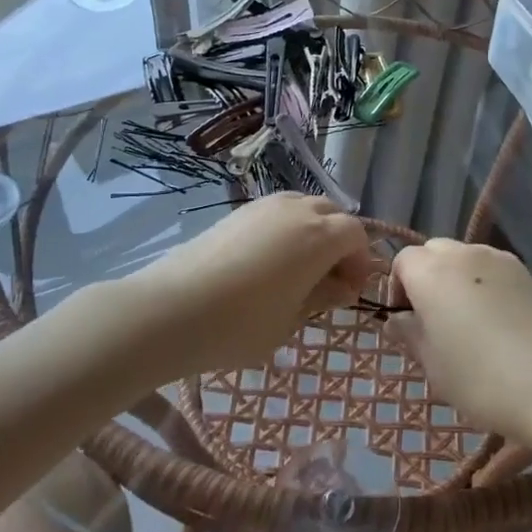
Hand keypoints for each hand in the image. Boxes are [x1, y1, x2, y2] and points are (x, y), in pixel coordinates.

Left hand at [112, 194, 372, 384]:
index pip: (356, 234)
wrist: (171, 309)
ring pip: (303, 207)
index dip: (360, 262)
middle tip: (328, 279)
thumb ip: (323, 297)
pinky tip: (268, 262)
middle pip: (332, 213)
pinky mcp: (237, 213)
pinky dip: (286, 230)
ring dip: (312, 232)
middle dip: (339, 242)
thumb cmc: (240, 324)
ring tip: (298, 269)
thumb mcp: (291, 319)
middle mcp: (296, 210)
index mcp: (319, 236)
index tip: (348, 293)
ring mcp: (263, 207)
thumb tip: (342, 286)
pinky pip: (276, 212)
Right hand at [387, 239, 531, 450]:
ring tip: (467, 321)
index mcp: (433, 272)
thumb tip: (398, 319)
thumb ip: (410, 334)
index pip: (403, 261)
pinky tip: (498, 323)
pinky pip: (494, 270)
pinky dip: (486, 285)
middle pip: (434, 251)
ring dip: (457, 279)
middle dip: (426, 277)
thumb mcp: (433, 366)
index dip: (397, 287)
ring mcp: (501, 260)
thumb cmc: (482, 379)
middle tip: (433, 320)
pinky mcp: (529, 274)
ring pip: (466, 257)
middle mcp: (465, 254)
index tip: (407, 322)